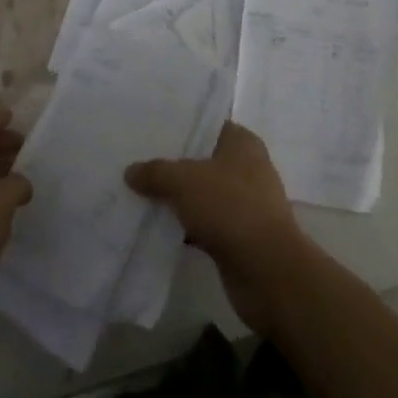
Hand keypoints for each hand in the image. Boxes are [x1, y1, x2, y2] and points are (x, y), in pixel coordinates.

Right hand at [125, 122, 314, 335]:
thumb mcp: (185, 181)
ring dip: (177, 198)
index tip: (148, 131)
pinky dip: (184, 225)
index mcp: (242, 143)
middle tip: (135, 162)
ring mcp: (243, 203)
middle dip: (172, 164)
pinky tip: (156, 228)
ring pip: (202, 193)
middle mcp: (246, 167)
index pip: (207, 125)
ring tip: (138, 193)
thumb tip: (130, 171)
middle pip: (202, 161)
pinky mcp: (238, 235)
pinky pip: (204, 222)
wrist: (267, 271)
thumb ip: (157, 172)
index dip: (180, 127)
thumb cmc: (231, 208)